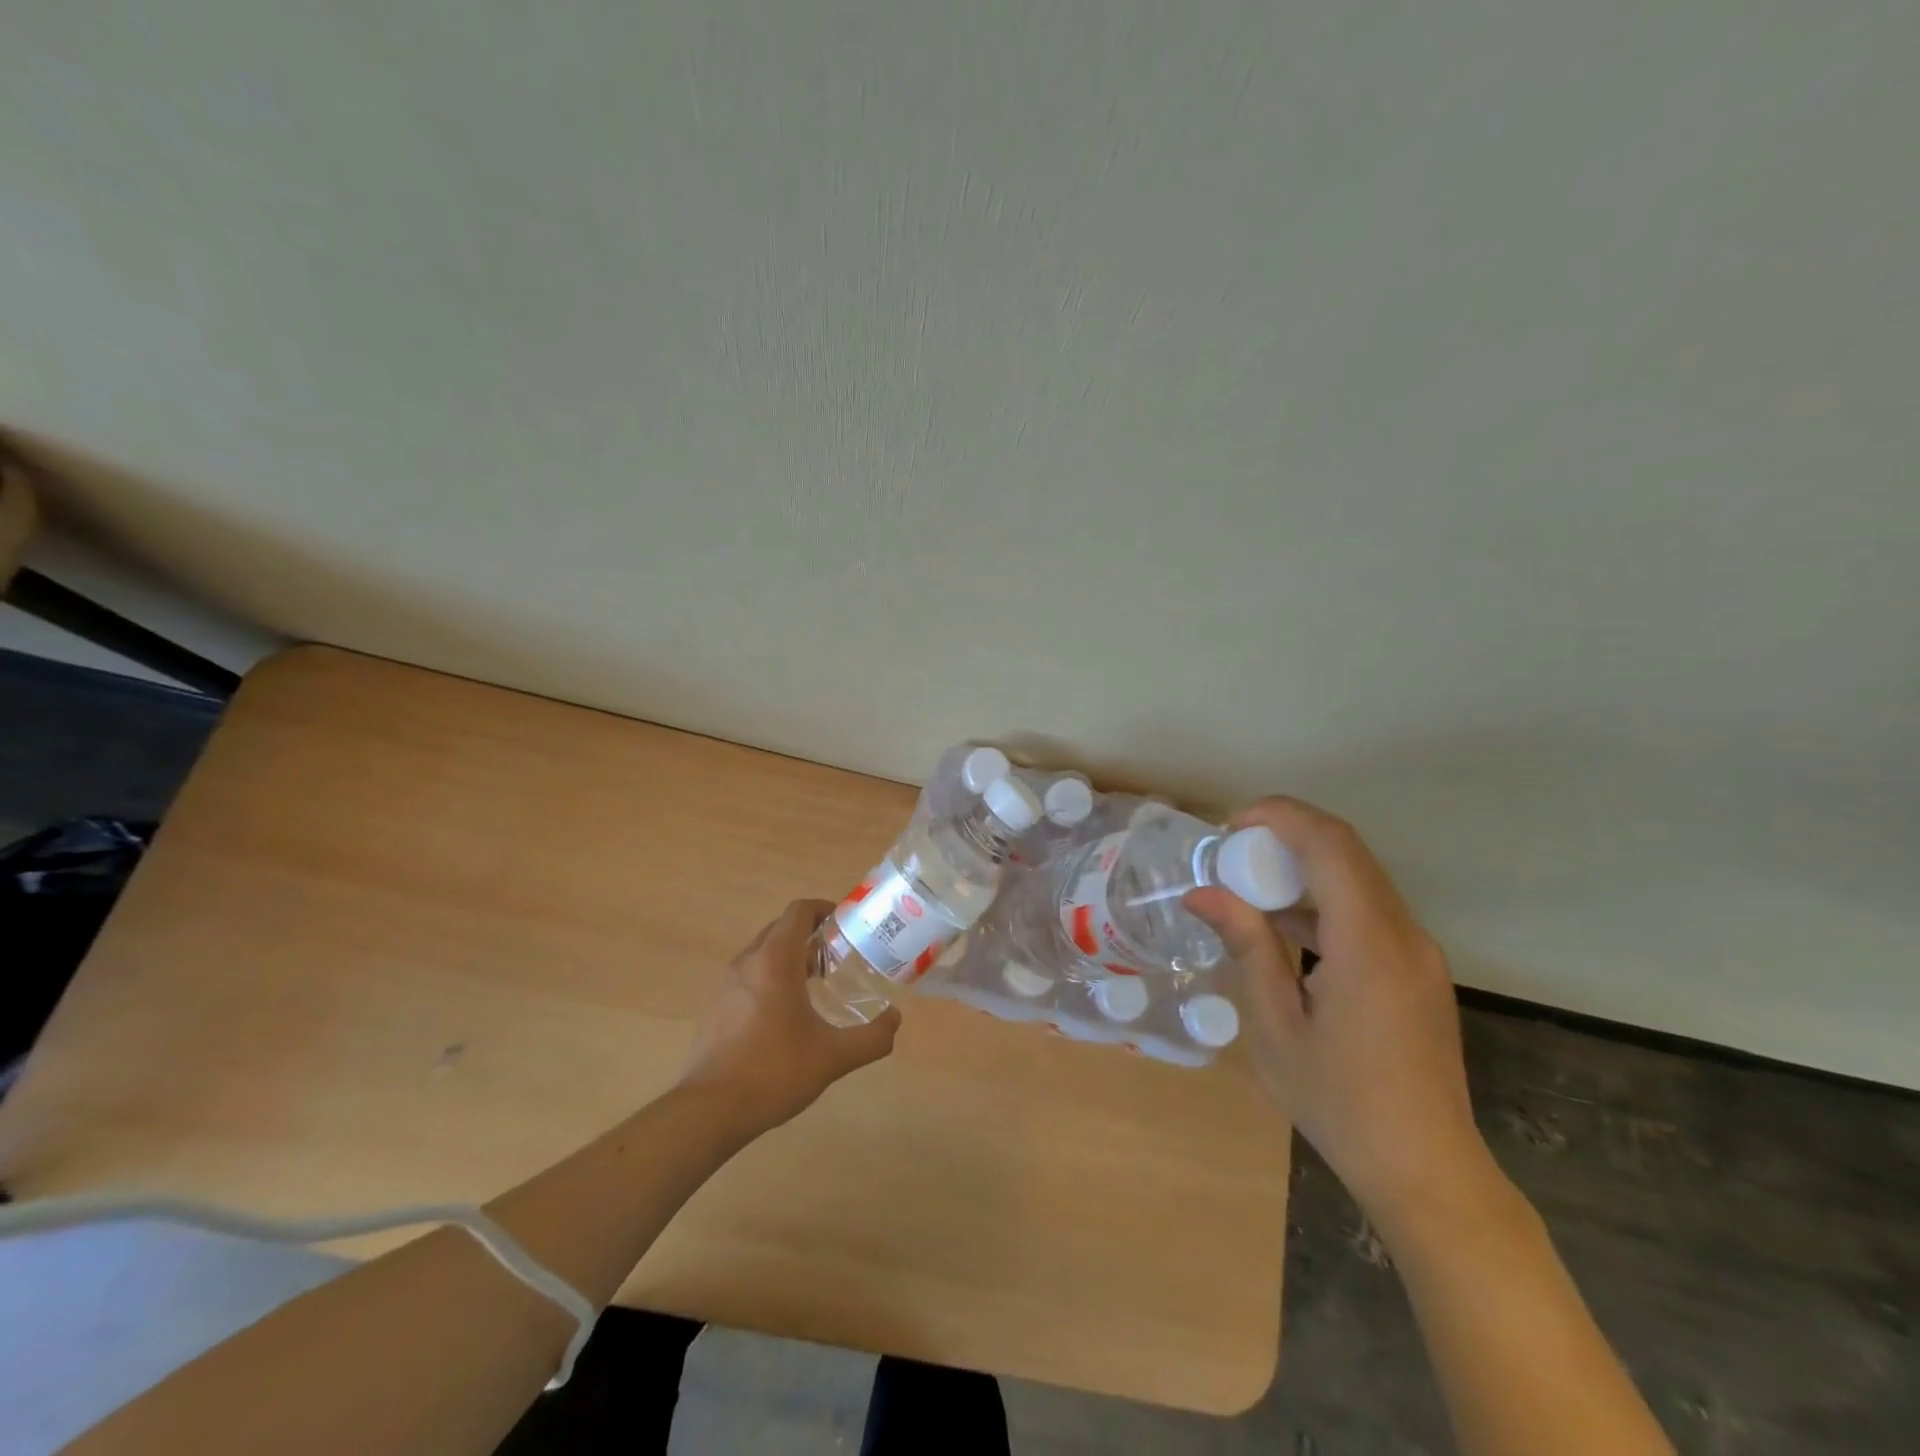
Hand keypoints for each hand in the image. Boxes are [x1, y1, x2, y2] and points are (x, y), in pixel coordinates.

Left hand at [678, 899, 900, 1135]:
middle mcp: (749, 962)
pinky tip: (789, 1014)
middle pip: (781, 928)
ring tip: (818, 984)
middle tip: (839, 955)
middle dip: (811, 934)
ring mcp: (728, 984)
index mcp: (775, 960)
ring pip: (764, 952)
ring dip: (791, 956)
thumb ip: (872, 1038)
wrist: (708, 1111)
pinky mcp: (718, 1007)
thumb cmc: (773, 1072)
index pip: (799, 911)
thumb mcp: (833, 1057)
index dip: (825, 909)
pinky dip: (773, 977)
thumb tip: (895, 1020)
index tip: (846, 925)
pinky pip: (751, 975)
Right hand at [1185, 798, 1499, 1234]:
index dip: (1280, 817)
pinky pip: (1367, 910)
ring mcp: (1418, 952)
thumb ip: (1246, 947)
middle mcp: (1404, 934)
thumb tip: (1201, 893)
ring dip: (1303, 866)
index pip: (1330, 845)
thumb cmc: (1340, 1103)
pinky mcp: (1417, 969)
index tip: (1230, 825)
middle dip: (1286, 835)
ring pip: (1358, 877)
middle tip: (1230, 852)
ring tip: (1247, 885)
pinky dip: (1323, 899)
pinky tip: (1282, 927)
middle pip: (1347, 851)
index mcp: (1369, 944)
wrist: (1427, 1173)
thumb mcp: (1276, 1026)